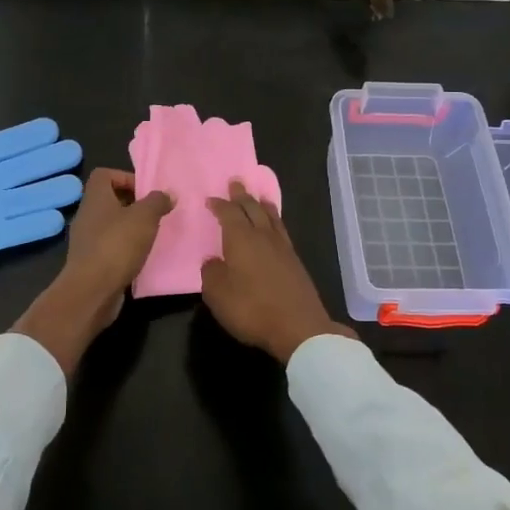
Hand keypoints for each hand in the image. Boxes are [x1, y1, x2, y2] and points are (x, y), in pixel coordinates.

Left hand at [16, 169, 172, 372]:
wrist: (92, 290)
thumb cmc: (117, 245)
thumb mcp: (145, 217)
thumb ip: (158, 202)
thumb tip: (168, 193)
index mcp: (95, 197)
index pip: (104, 174)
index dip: (125, 177)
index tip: (145, 192)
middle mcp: (86, 215)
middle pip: (108, 200)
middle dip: (132, 205)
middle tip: (153, 215)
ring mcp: (85, 240)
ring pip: (109, 225)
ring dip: (129, 229)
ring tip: (150, 236)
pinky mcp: (90, 262)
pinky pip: (109, 247)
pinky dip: (124, 249)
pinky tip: (140, 257)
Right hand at [202, 180, 353, 362]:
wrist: (298, 327)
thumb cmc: (252, 309)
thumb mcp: (218, 295)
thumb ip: (211, 274)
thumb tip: (212, 261)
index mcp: (241, 239)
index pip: (229, 214)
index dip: (219, 205)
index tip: (210, 199)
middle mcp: (262, 236)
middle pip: (252, 209)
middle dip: (242, 196)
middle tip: (236, 183)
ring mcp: (282, 248)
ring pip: (271, 217)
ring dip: (262, 205)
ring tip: (259, 197)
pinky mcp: (295, 261)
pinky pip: (282, 230)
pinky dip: (275, 220)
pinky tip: (275, 226)